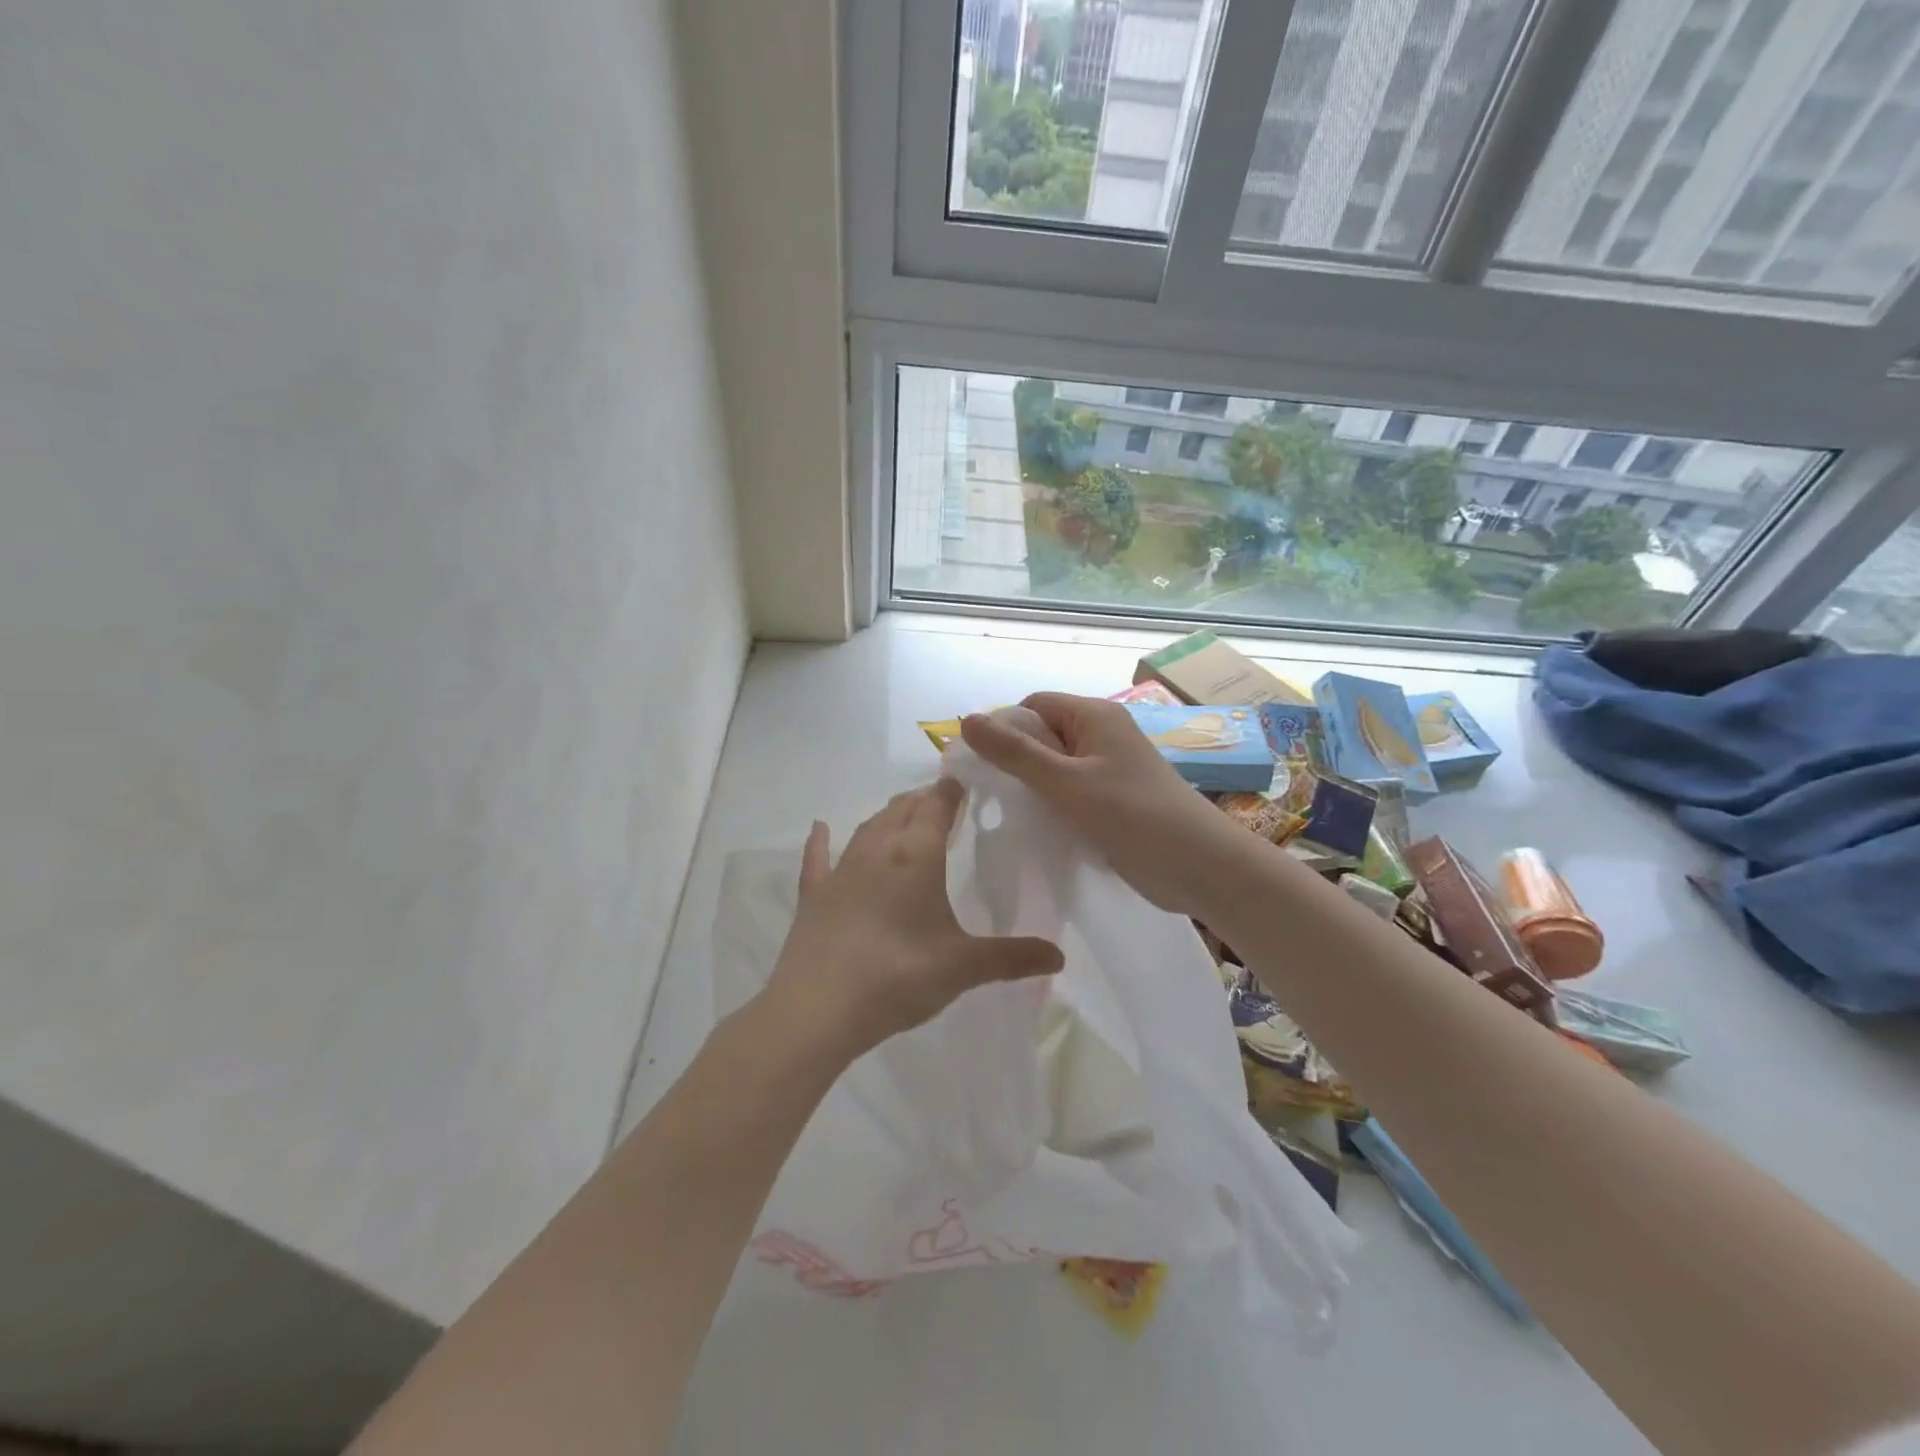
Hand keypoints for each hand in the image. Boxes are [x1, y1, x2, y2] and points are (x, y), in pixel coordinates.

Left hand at [761, 780, 1064, 1061]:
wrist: (819, 1008)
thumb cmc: (899, 976)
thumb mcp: (963, 967)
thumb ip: (1012, 958)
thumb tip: (1059, 957)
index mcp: (916, 854)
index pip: (937, 804)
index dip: (952, 789)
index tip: (965, 780)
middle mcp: (878, 849)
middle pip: (903, 808)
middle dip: (924, 799)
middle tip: (943, 802)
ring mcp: (841, 869)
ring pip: (868, 827)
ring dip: (888, 816)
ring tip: (903, 815)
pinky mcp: (814, 894)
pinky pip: (818, 857)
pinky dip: (821, 841)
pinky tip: (820, 828)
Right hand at [959, 693, 1247, 915]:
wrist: (1199, 866)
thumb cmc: (1133, 815)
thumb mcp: (1067, 782)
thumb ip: (1016, 753)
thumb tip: (967, 719)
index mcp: (1094, 716)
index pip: (1033, 706)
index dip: (1004, 728)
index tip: (980, 765)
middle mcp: (1101, 735)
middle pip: (1043, 735)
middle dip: (1015, 760)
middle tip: (988, 794)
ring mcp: (1109, 769)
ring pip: (1055, 768)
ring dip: (1032, 786)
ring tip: (1006, 812)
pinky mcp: (1113, 800)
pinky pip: (1071, 792)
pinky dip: (1052, 805)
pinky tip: (1035, 827)